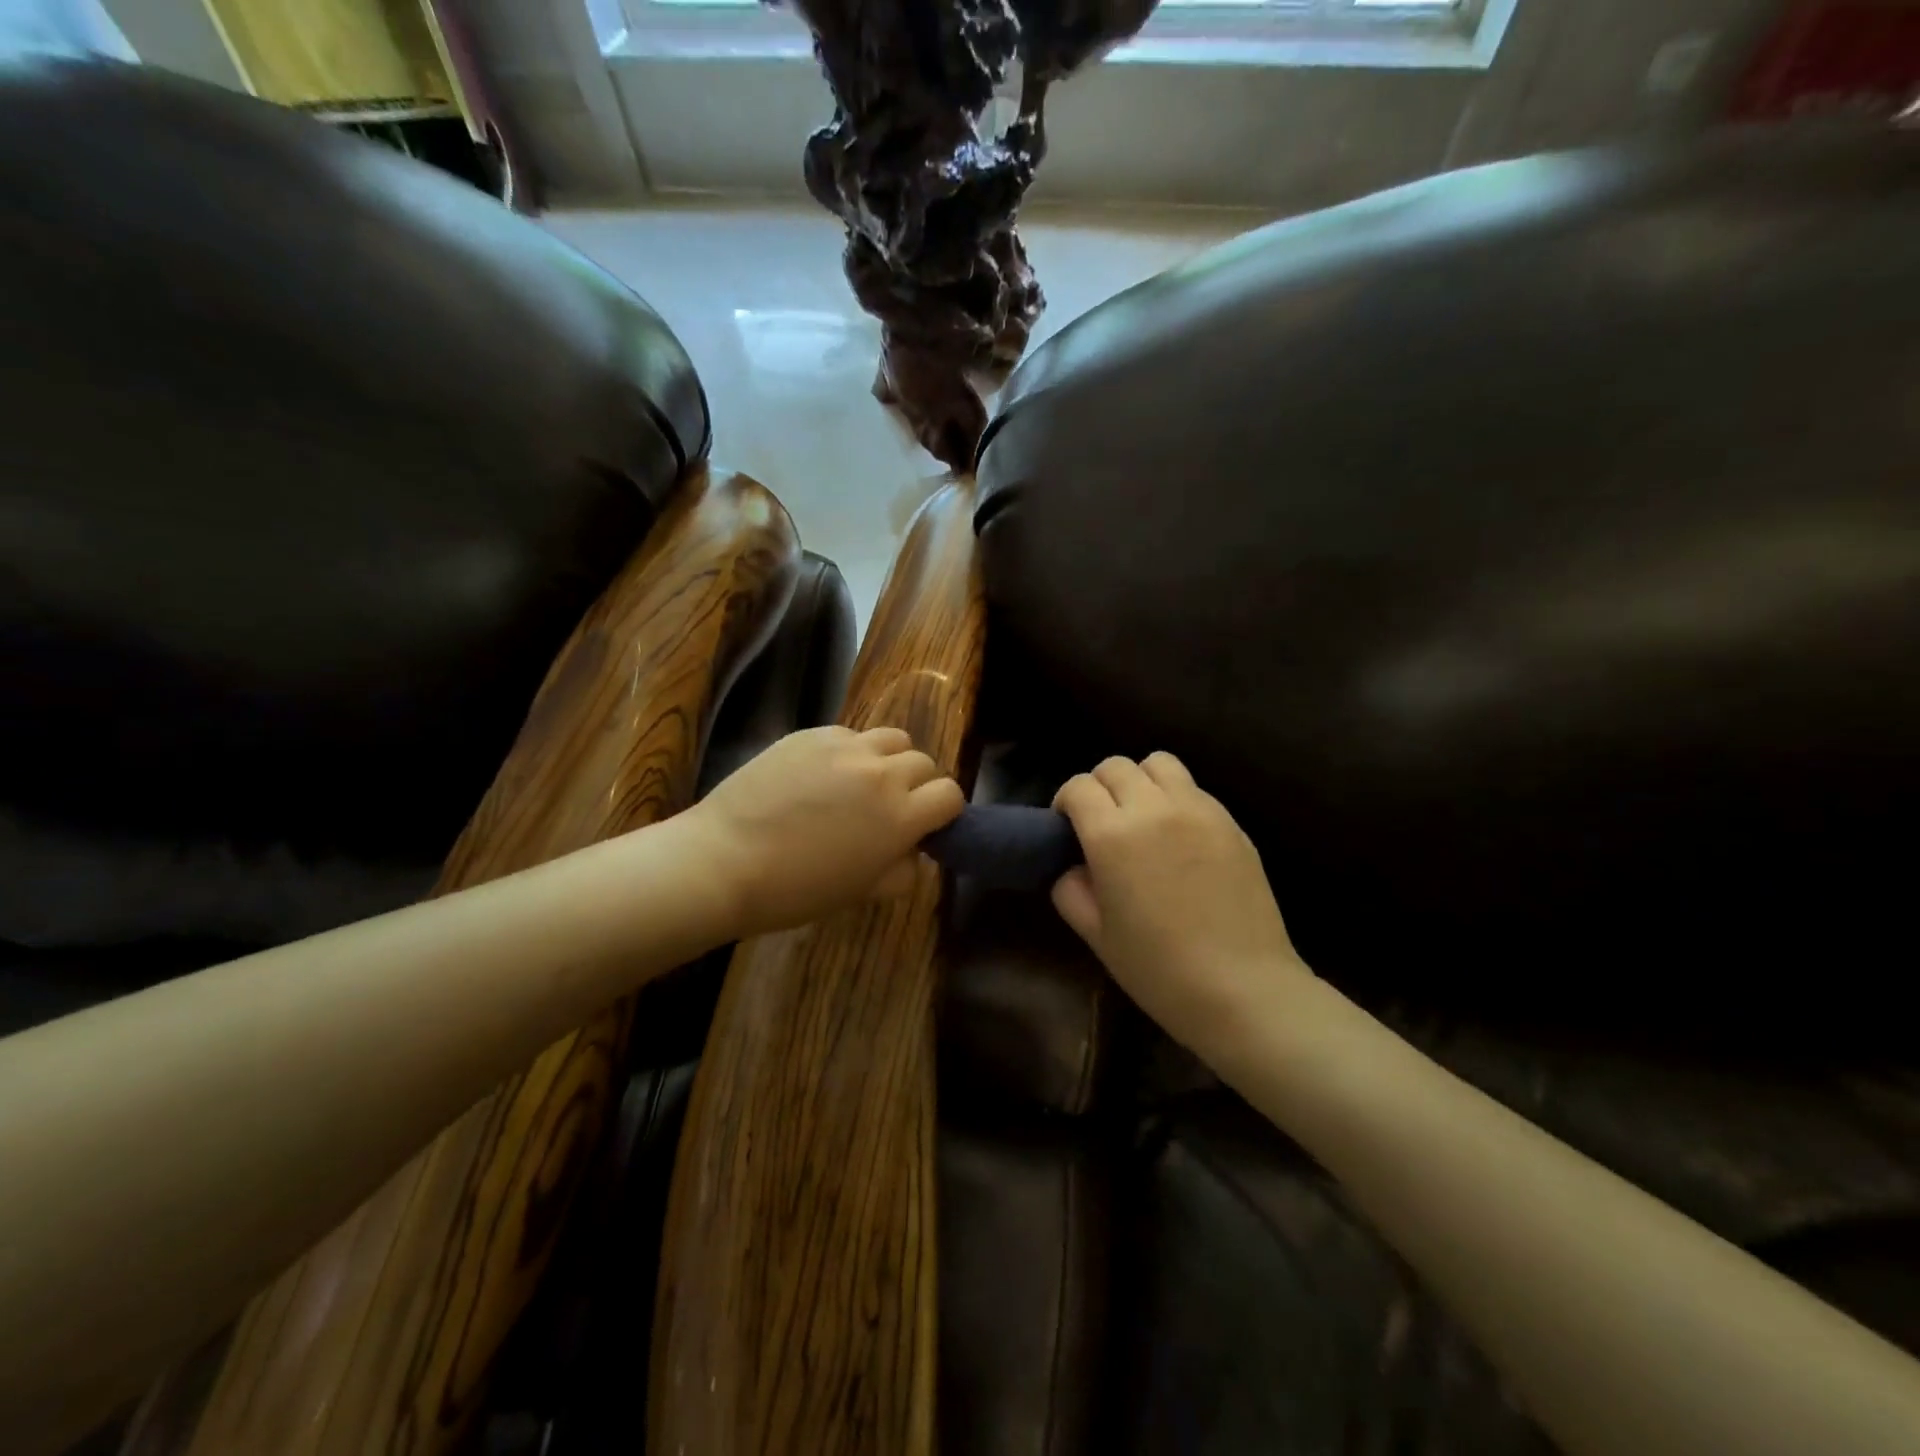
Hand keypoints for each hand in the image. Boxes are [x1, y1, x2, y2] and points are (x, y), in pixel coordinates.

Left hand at [688, 725, 964, 937]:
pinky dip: (849, 752)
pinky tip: (820, 775)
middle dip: (916, 785)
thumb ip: (902, 870)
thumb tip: (912, 851)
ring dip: (888, 759)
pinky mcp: (811, 734)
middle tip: (888, 808)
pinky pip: (849, 734)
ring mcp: (845, 747)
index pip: (950, 794)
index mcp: (901, 816)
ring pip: (891, 738)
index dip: (942, 811)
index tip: (924, 825)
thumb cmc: (795, 890)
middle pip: (923, 762)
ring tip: (861, 782)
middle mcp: (881, 773)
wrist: (724, 861)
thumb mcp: (861, 892)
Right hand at [1052, 753, 1311, 1058]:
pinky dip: (1174, 797)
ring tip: (1142, 817)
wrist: (1244, 988)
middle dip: (1099, 788)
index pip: (1078, 787)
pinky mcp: (1230, 821)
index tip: (1067, 827)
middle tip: (1102, 823)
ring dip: (1140, 781)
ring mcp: (1198, 809)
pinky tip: (1178, 837)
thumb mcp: (1096, 936)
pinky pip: (1192, 788)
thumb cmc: (1159, 969)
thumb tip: (1074, 866)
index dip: (1066, 802)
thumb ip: (1071, 890)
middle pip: (1115, 766)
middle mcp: (1154, 808)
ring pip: (1158, 763)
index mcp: (1113, 835)